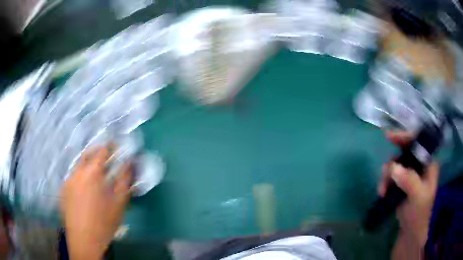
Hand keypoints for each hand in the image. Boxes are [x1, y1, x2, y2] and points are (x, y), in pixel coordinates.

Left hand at [60, 147, 130, 259]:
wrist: (84, 239)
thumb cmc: (104, 222)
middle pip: (87, 154)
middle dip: (97, 152)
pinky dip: (81, 177)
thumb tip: (129, 163)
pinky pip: (73, 177)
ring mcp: (68, 180)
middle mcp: (78, 172)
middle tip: (106, 159)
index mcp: (92, 173)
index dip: (110, 146)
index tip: (116, 147)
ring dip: (88, 166)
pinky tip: (85, 191)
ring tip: (96, 177)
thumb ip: (124, 180)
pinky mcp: (63, 190)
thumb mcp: (119, 203)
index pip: (102, 151)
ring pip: (79, 166)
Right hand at [378, 131, 438, 246]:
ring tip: (382, 190)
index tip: (389, 136)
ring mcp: (410, 174)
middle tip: (385, 174)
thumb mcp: (418, 196)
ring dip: (386, 176)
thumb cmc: (419, 213)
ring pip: (395, 165)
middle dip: (392, 163)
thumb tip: (393, 167)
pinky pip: (390, 176)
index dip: (406, 137)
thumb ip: (409, 180)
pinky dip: (385, 182)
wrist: (410, 231)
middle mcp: (419, 165)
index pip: (418, 143)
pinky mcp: (401, 183)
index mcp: (428, 163)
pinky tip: (382, 192)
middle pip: (403, 153)